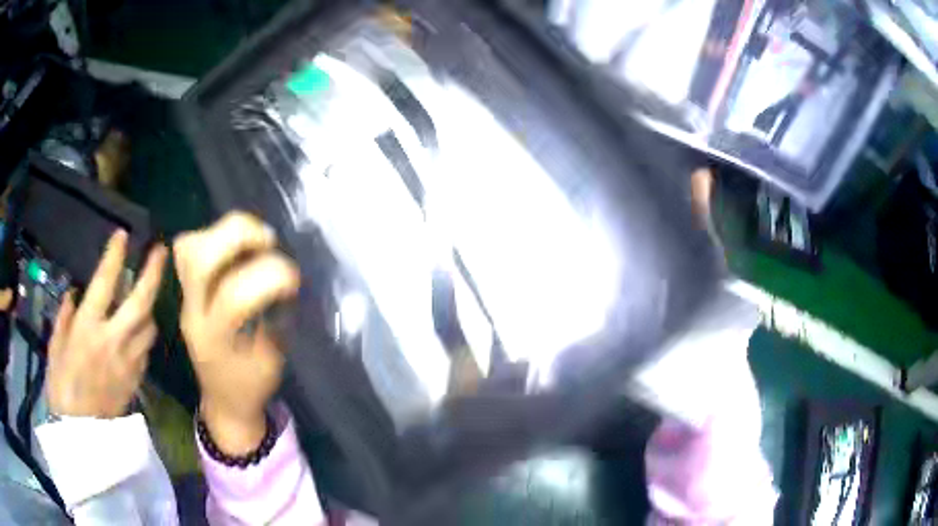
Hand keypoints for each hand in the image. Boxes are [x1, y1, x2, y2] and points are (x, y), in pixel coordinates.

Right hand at [47, 230, 167, 417]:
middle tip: (161, 251)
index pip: (105, 282)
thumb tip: (74, 294)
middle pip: (141, 301)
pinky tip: (138, 333)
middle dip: (154, 273)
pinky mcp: (137, 380)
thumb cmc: (61, 388)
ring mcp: (129, 361)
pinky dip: (144, 336)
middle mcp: (113, 340)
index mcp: (88, 328)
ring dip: (150, 309)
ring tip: (146, 297)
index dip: (115, 256)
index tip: (123, 236)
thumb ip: (65, 318)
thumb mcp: (55, 347)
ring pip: (150, 327)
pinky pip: (146, 351)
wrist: (82, 434)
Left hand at [173, 212, 299, 454]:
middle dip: (238, 236)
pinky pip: (188, 249)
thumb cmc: (252, 386)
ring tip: (253, 241)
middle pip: (199, 259)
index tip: (293, 278)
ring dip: (225, 232)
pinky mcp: (185, 291)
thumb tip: (281, 277)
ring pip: (189, 247)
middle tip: (268, 241)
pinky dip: (212, 236)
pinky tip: (235, 249)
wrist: (223, 400)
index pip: (232, 296)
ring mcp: (185, 299)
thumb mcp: (272, 361)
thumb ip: (274, 318)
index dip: (267, 276)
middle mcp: (193, 314)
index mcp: (217, 340)